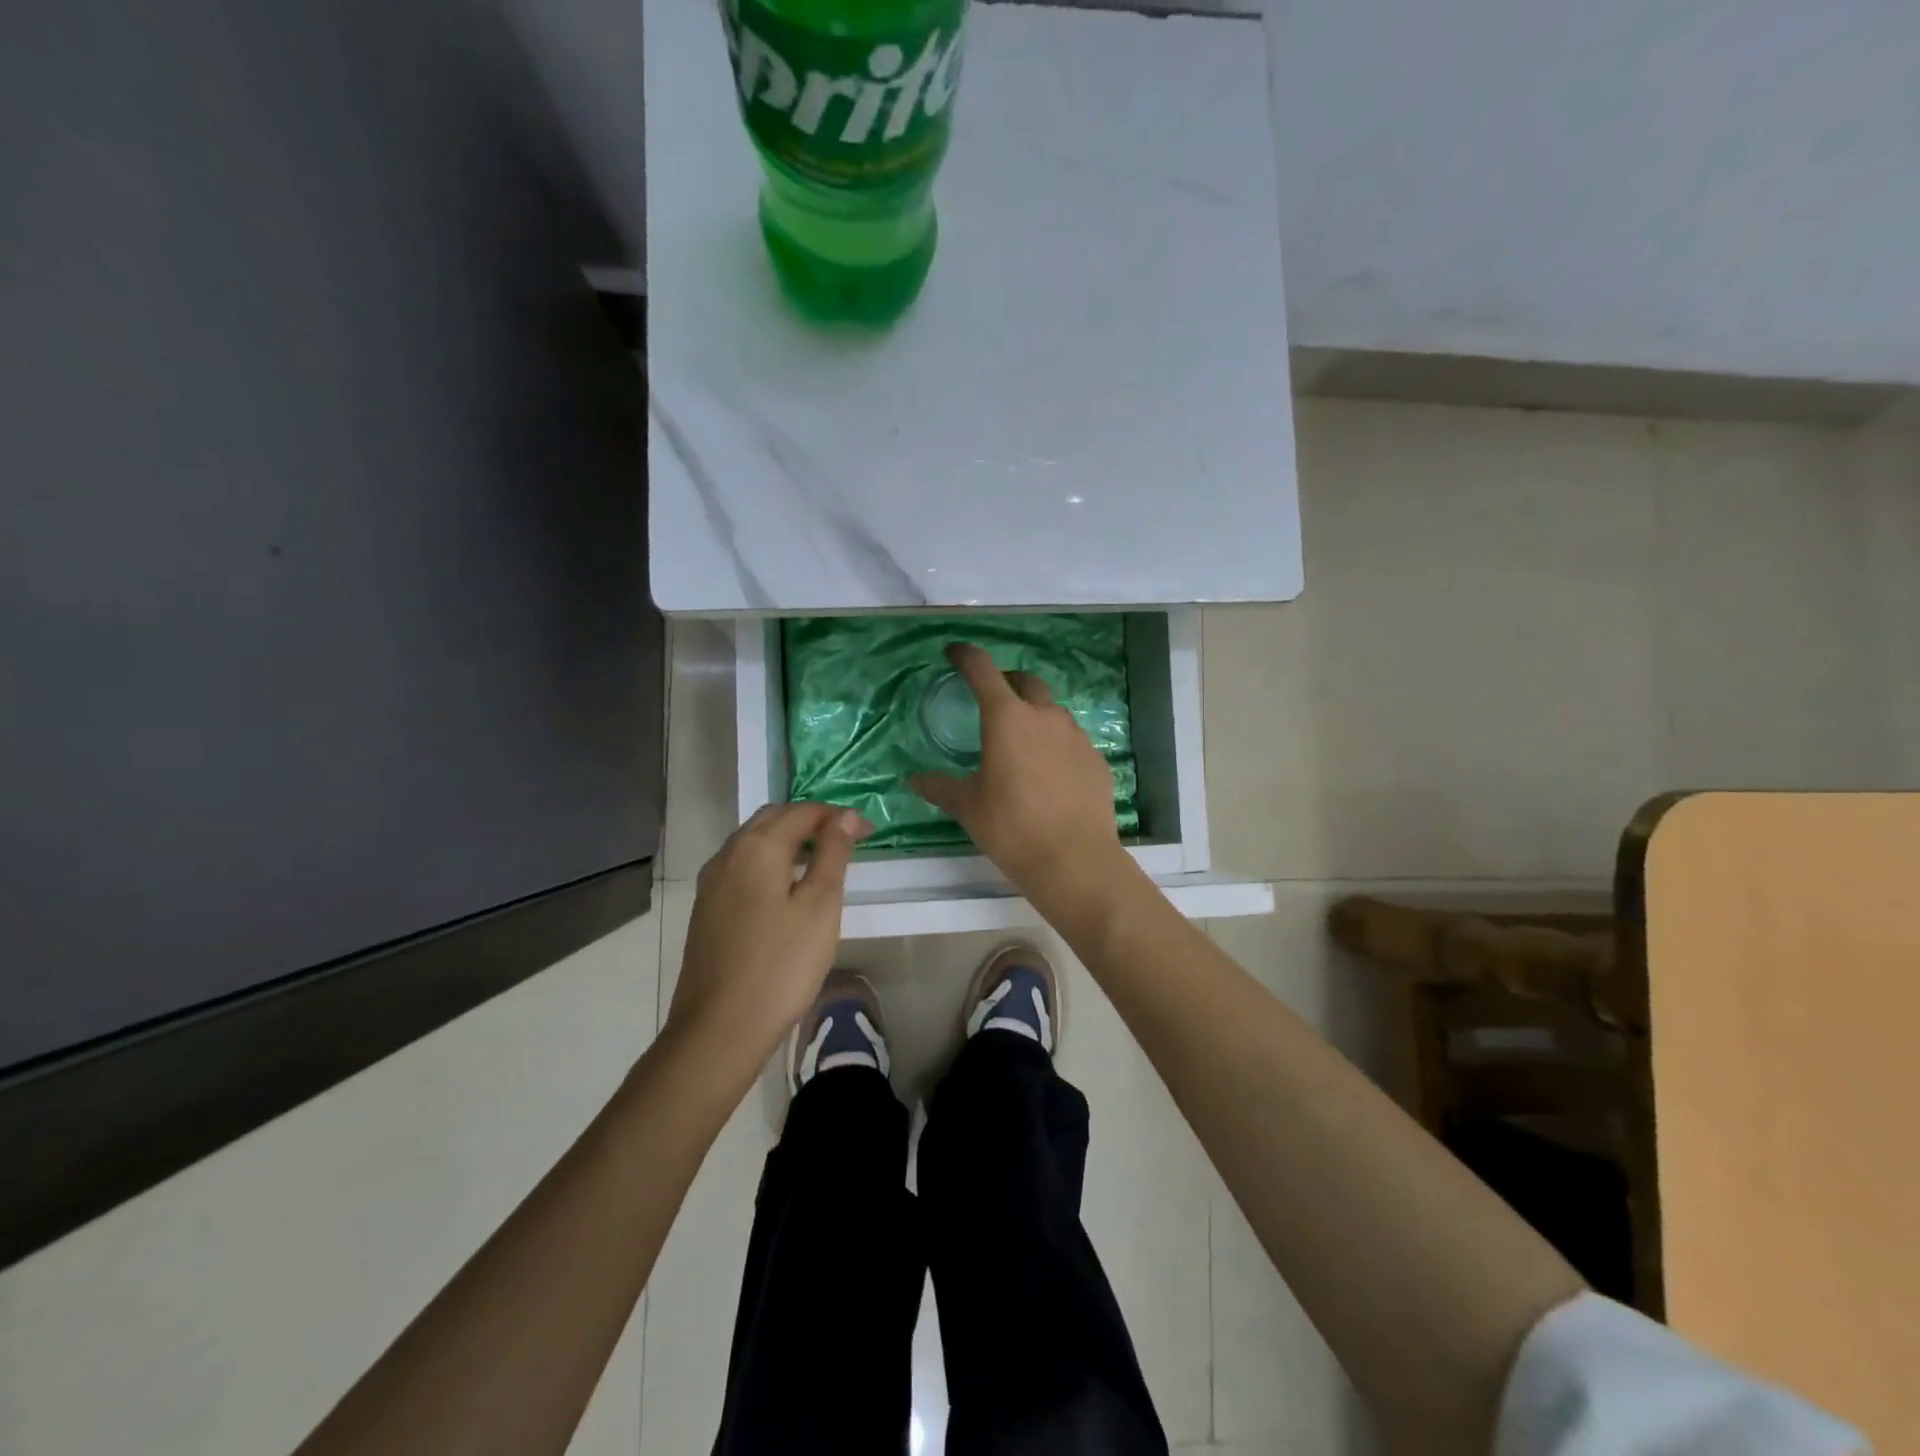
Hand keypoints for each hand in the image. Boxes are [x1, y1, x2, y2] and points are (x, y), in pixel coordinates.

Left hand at [667, 802, 870, 1073]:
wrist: (719, 1029)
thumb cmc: (781, 965)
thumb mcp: (820, 906)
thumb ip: (833, 854)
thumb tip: (846, 816)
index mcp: (757, 847)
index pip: (803, 812)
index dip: (838, 816)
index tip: (870, 833)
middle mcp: (728, 854)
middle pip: (772, 819)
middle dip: (810, 821)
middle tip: (846, 841)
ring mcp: (711, 883)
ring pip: (753, 842)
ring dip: (788, 840)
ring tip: (821, 862)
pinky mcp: (706, 908)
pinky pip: (741, 866)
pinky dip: (769, 862)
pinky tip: (786, 889)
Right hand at [910, 642, 1129, 904]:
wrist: (1075, 860)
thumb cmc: (1012, 828)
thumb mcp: (967, 807)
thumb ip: (939, 787)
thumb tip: (913, 779)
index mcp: (1007, 719)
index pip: (983, 670)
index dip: (965, 656)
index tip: (954, 652)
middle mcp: (1045, 717)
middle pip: (1025, 681)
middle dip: (1006, 681)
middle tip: (991, 698)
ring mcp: (1076, 736)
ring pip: (1052, 711)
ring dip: (1033, 714)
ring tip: (1020, 742)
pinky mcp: (1096, 759)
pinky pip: (1071, 740)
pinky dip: (1055, 744)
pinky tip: (1049, 773)